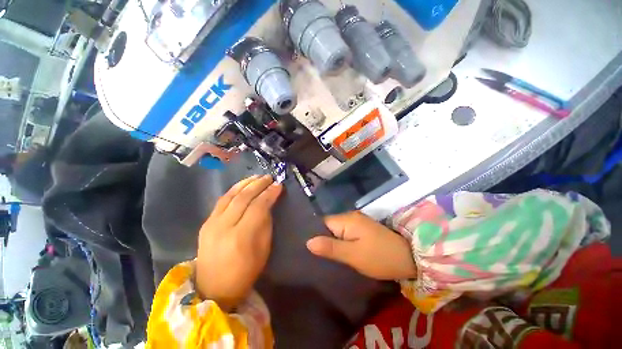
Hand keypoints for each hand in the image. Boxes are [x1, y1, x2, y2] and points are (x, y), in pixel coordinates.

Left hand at [196, 175, 282, 310]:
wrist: (212, 288)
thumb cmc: (245, 272)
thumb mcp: (263, 250)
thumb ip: (265, 224)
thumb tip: (268, 204)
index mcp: (241, 237)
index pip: (258, 206)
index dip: (269, 194)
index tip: (279, 185)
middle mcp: (223, 226)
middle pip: (243, 197)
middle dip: (258, 184)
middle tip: (269, 177)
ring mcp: (211, 223)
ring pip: (230, 195)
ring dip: (246, 183)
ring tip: (257, 177)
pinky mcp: (205, 223)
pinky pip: (221, 200)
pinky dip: (234, 189)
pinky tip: (243, 185)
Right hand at [306, 211, 416, 279]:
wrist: (410, 258)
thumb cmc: (380, 257)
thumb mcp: (353, 255)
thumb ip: (330, 247)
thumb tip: (308, 242)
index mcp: (347, 219)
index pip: (323, 223)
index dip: (315, 234)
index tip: (307, 248)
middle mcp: (351, 217)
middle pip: (329, 226)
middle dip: (323, 239)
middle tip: (314, 255)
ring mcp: (358, 222)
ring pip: (337, 230)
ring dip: (332, 241)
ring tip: (323, 256)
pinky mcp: (363, 229)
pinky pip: (346, 233)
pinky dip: (341, 242)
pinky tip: (338, 252)